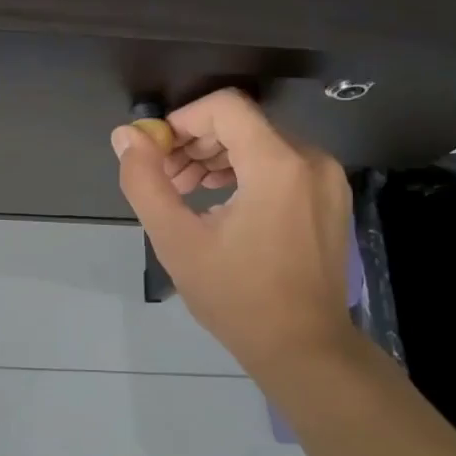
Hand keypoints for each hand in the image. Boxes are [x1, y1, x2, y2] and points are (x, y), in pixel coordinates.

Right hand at [112, 89, 359, 375]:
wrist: (303, 348)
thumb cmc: (236, 297)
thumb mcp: (177, 241)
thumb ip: (145, 182)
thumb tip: (125, 137)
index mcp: (277, 165)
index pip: (225, 107)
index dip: (182, 121)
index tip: (156, 153)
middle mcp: (310, 160)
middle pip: (243, 124)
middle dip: (196, 143)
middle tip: (167, 179)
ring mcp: (327, 180)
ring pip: (262, 143)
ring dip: (219, 158)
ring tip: (188, 192)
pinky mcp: (330, 199)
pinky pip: (282, 165)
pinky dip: (246, 172)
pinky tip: (222, 204)